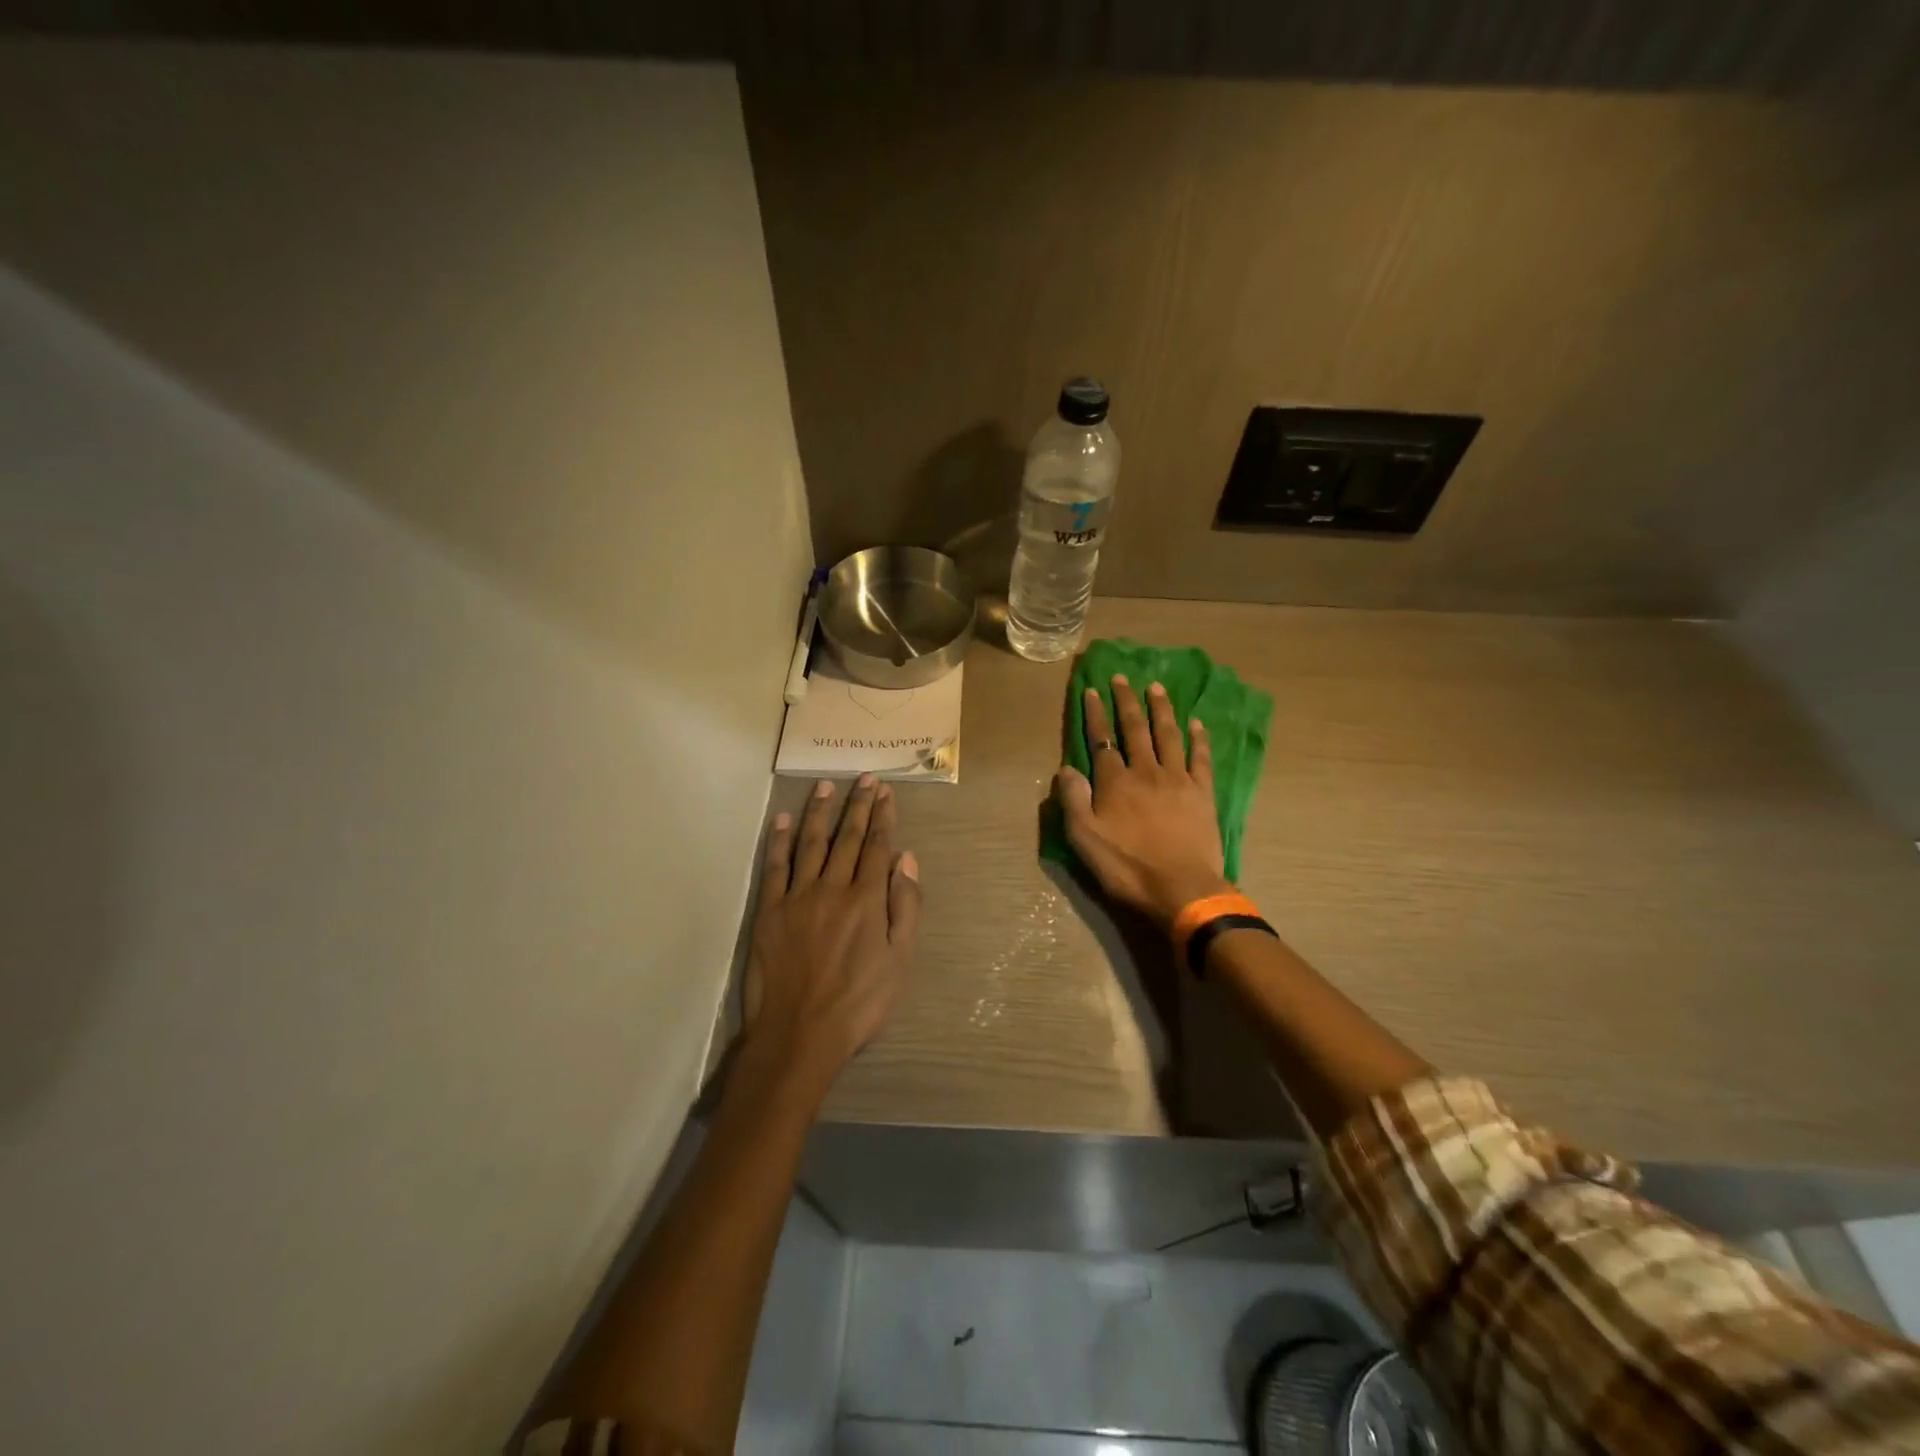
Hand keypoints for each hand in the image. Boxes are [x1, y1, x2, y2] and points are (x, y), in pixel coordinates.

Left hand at [742, 775, 920, 1099]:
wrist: (800, 1033)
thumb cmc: (859, 1002)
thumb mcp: (900, 961)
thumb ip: (906, 906)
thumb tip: (906, 859)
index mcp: (867, 899)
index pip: (877, 846)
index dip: (883, 817)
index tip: (886, 792)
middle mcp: (833, 888)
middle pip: (847, 838)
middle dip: (858, 805)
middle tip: (865, 779)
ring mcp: (798, 897)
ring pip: (811, 844)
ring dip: (819, 813)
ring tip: (825, 786)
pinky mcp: (770, 911)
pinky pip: (774, 867)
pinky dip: (778, 841)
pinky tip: (782, 820)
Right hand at [1053, 675, 1230, 929]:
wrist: (1182, 889)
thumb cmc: (1128, 867)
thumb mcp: (1085, 839)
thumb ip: (1073, 800)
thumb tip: (1066, 768)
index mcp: (1115, 782)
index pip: (1102, 740)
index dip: (1096, 714)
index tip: (1092, 690)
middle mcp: (1146, 771)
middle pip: (1135, 729)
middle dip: (1126, 701)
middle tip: (1122, 677)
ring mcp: (1178, 779)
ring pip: (1168, 735)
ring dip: (1161, 709)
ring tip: (1156, 687)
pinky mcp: (1202, 793)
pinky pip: (1201, 758)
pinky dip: (1198, 738)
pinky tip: (1196, 722)